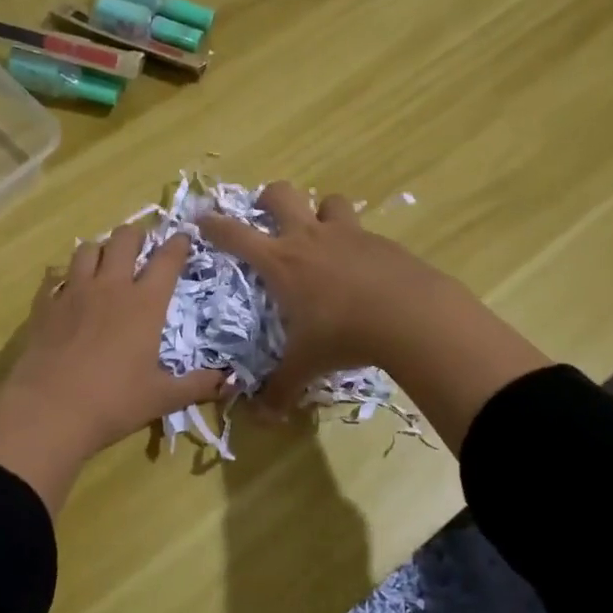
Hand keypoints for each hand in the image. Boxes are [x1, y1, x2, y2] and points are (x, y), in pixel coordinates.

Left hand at [0, 227, 224, 512]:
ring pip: (87, 249)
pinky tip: (67, 288)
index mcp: (145, 304)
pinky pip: (54, 275)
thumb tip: (230, 382)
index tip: (184, 238)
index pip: (167, 260)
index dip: (178, 244)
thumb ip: (197, 386)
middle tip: (142, 246)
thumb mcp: (162, 398)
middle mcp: (111, 287)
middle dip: (136, 236)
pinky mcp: (45, 305)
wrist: (49, 411)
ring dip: (100, 249)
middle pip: (124, 239)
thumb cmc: (113, 402)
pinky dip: (64, 275)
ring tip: (105, 262)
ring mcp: (73, 292)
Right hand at [199, 182, 550, 450]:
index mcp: (280, 262)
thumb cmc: (343, 335)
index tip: (201, 219)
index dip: (213, 224)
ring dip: (320, 211)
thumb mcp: (307, 365)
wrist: (411, 316)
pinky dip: (355, 241)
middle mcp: (309, 238)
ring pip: (327, 201)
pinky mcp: (380, 240)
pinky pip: (361, 229)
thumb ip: (281, 388)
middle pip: (281, 194)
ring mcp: (347, 234)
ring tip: (321, 234)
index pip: (234, 234)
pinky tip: (363, 267)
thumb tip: (263, 418)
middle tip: (267, 215)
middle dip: (268, 199)